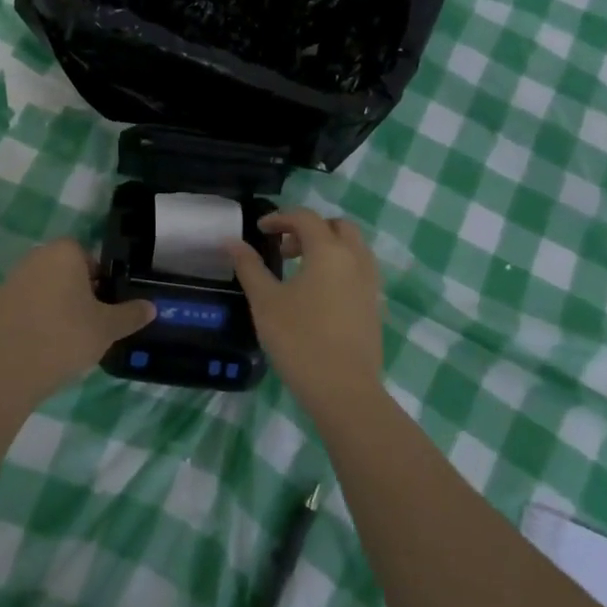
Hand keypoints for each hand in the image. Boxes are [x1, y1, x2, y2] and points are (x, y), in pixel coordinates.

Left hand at [0, 239, 154, 401]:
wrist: (8, 370)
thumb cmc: (66, 337)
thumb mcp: (108, 328)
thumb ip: (131, 314)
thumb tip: (151, 307)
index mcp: (63, 254)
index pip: (88, 258)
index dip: (98, 282)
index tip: (102, 308)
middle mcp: (33, 259)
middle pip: (62, 272)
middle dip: (74, 293)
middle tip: (85, 325)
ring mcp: (6, 282)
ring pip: (38, 290)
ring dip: (49, 307)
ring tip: (60, 341)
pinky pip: (17, 310)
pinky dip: (26, 323)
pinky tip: (34, 349)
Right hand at [228, 209, 385, 405]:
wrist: (343, 389)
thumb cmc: (299, 340)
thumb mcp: (265, 302)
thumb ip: (249, 267)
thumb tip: (232, 241)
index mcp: (329, 251)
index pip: (305, 218)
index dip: (280, 218)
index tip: (260, 231)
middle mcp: (356, 259)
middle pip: (336, 226)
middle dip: (309, 229)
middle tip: (283, 249)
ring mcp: (370, 283)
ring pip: (352, 248)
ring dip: (327, 247)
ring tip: (299, 270)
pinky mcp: (374, 305)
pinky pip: (359, 270)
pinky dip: (339, 267)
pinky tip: (318, 294)